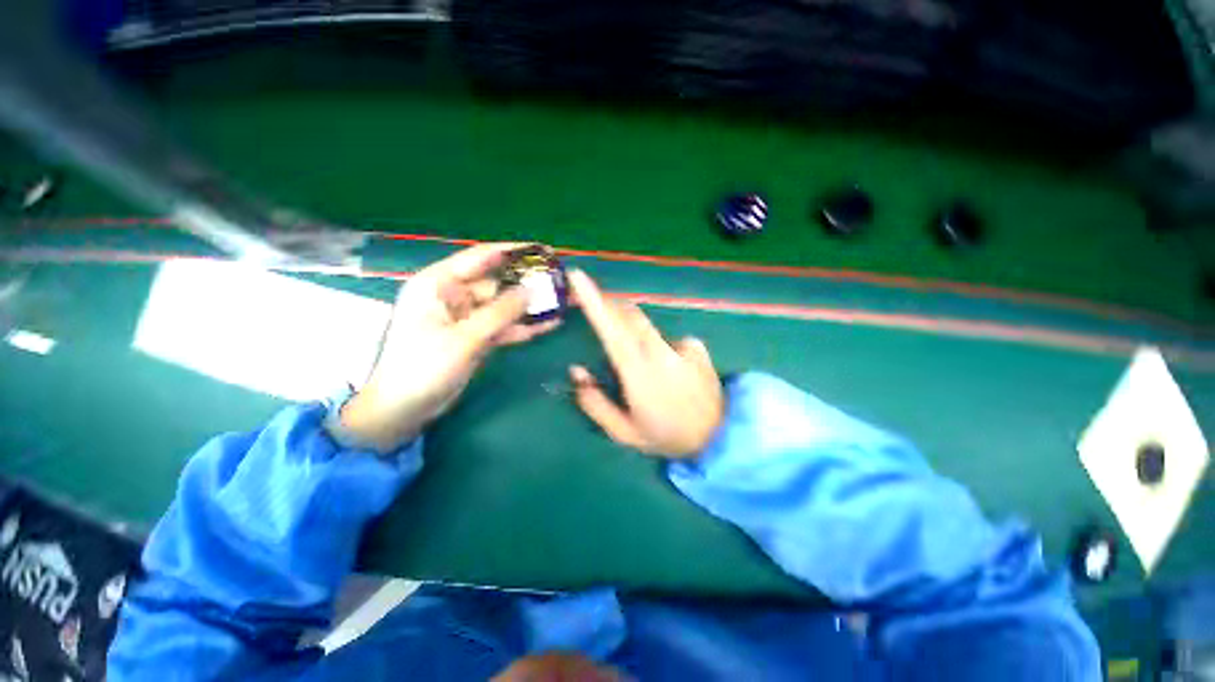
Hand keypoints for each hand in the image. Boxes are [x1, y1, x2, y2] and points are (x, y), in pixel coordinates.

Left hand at [340, 243, 559, 450]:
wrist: (403, 409)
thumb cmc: (422, 368)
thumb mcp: (463, 338)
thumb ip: (500, 313)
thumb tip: (531, 290)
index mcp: (438, 284)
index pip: (480, 257)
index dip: (513, 252)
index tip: (544, 251)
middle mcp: (453, 295)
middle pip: (498, 283)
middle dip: (529, 284)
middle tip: (560, 282)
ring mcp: (466, 318)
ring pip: (504, 306)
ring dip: (530, 307)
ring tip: (562, 302)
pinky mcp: (475, 337)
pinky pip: (503, 326)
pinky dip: (523, 326)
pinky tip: (549, 324)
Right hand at [567, 270, 723, 458]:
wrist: (720, 438)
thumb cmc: (667, 437)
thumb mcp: (624, 432)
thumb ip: (595, 403)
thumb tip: (576, 371)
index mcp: (638, 373)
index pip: (611, 328)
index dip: (593, 300)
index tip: (578, 276)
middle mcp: (659, 352)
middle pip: (629, 315)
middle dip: (609, 306)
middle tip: (596, 311)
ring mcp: (681, 346)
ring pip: (646, 326)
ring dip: (632, 331)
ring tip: (638, 363)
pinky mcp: (696, 347)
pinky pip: (667, 338)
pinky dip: (658, 347)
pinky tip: (669, 370)